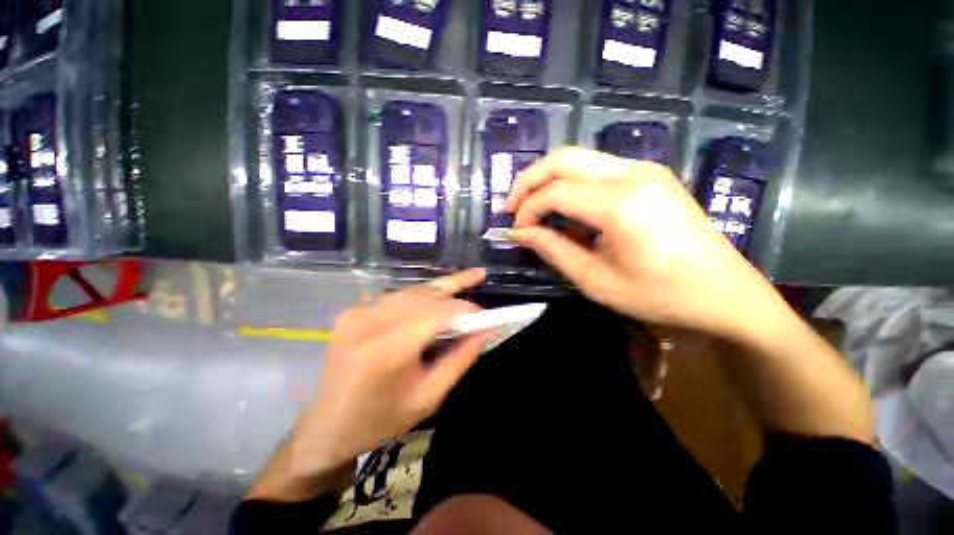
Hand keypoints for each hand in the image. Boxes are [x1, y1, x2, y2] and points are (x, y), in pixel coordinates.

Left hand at [287, 269, 492, 478]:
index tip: (486, 315)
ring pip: (412, 292)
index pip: (435, 313)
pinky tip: (437, 298)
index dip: (464, 308)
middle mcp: (367, 322)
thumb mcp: (429, 397)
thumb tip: (487, 330)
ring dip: (441, 291)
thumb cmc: (381, 420)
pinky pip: (398, 297)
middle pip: (424, 296)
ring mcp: (356, 312)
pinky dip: (421, 297)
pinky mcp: (352, 311)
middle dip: (456, 297)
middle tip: (478, 306)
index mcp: (385, 351)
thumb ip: (461, 359)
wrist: (327, 427)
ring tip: (467, 281)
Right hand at [506, 147, 783, 340]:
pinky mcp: (650, 175)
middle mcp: (633, 173)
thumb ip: (553, 250)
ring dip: (548, 179)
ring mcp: (645, 169)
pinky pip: (596, 168)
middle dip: (529, 181)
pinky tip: (564, 207)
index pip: (555, 192)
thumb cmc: (659, 295)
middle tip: (512, 208)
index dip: (527, 210)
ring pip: (578, 158)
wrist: (724, 293)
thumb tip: (519, 233)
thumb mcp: (596, 280)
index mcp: (621, 204)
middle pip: (563, 159)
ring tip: (532, 207)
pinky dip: (570, 183)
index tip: (516, 231)